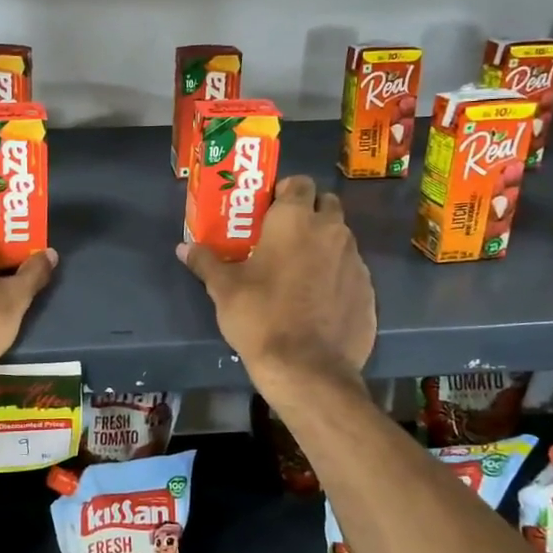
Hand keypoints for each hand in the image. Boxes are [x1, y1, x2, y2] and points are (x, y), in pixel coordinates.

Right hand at [177, 176, 374, 401]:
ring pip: (341, 238)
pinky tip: (318, 300)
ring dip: (324, 244)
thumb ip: (206, 262)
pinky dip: (337, 275)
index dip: (285, 192)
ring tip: (300, 270)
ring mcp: (355, 261)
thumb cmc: (260, 317)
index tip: (268, 210)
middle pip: (327, 204)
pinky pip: (351, 270)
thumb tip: (183, 247)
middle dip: (309, 212)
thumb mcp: (224, 289)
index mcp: (295, 220)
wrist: (308, 370)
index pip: (299, 182)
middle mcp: (331, 231)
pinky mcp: (369, 290)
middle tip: (284, 236)